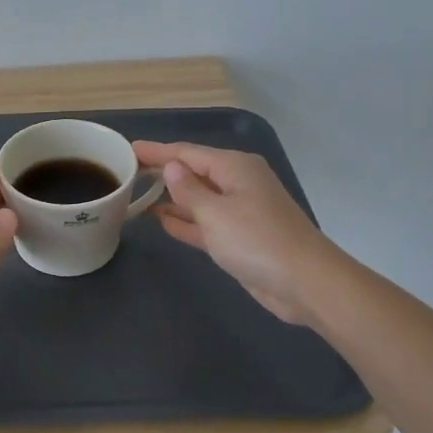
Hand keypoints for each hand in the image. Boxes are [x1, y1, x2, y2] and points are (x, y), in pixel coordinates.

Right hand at [133, 141, 335, 324]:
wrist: (305, 283)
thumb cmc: (257, 241)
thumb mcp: (215, 213)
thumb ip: (188, 190)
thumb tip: (171, 167)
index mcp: (235, 167)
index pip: (187, 153)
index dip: (157, 151)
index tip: (128, 149)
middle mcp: (238, 183)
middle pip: (193, 172)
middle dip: (163, 172)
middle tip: (127, 172)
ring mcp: (240, 211)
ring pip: (198, 198)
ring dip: (171, 197)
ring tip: (137, 195)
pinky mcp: (239, 238)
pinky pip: (205, 222)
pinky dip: (185, 220)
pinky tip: (161, 220)